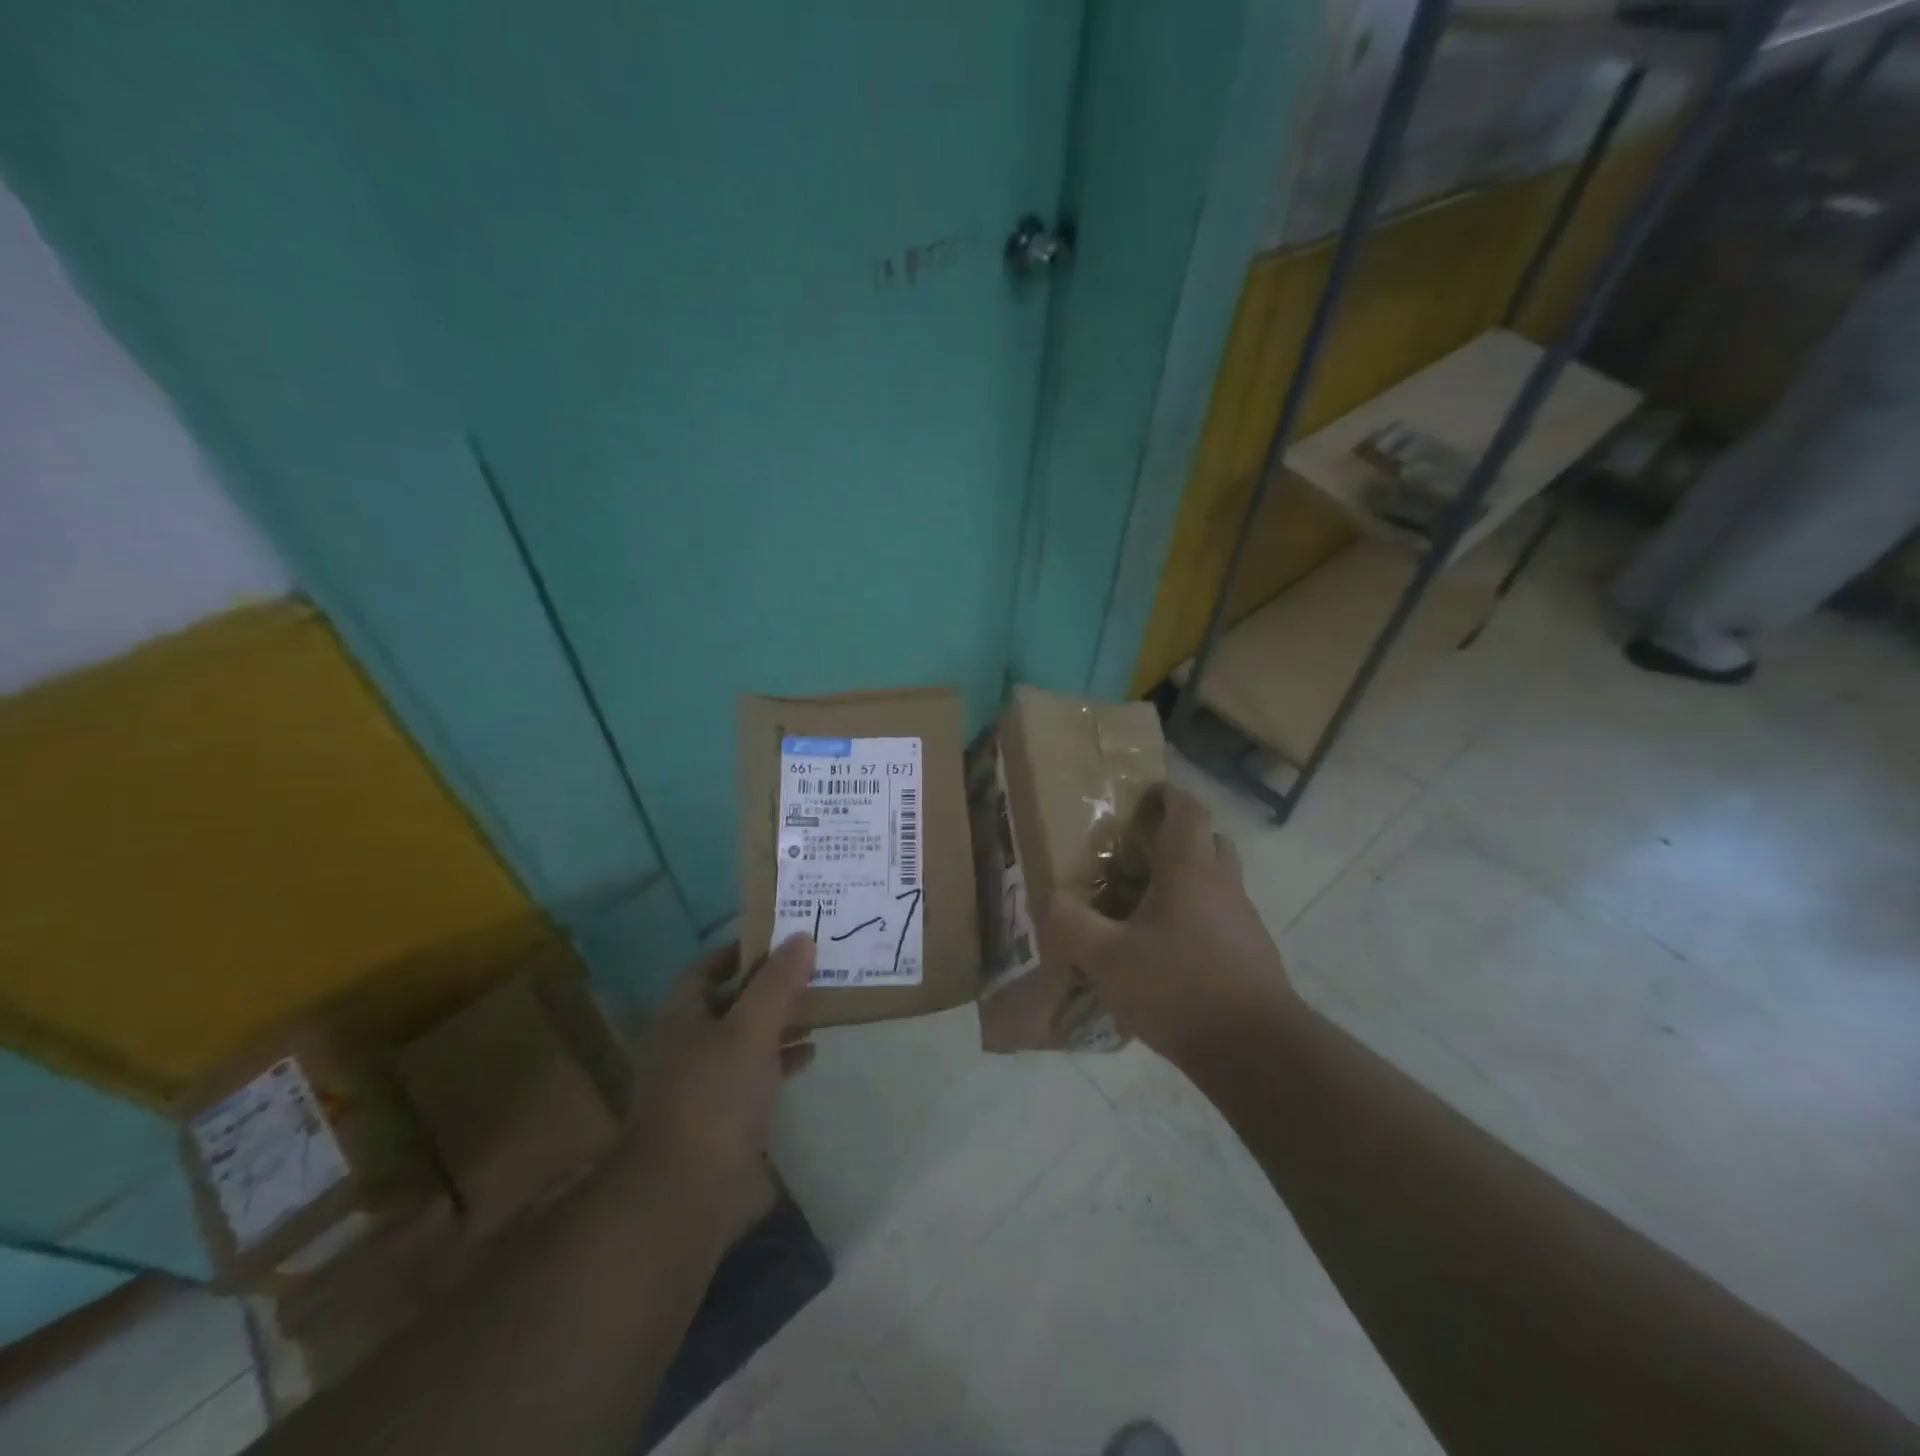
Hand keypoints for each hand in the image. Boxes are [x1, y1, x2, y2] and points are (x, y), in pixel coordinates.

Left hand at [626, 935, 816, 1243]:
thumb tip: (802, 938)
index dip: (744, 950)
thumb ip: (778, 982)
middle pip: (732, 1000)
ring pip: (745, 1037)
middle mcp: (688, 1042)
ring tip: (821, 1007)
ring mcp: (703, 1082)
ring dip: (779, 1022)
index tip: (785, 941)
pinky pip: (754, 1073)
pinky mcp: (721, 1116)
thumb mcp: (751, 1028)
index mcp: (683, 1014)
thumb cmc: (715, 1095)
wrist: (685, 1193)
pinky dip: (780, 1059)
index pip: (710, 966)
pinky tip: (809, 1056)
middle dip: (771, 986)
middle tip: (814, 970)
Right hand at [1046, 786, 1297, 1066]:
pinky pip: (1223, 919)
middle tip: (1139, 853)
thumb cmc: (1179, 987)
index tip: (1143, 797)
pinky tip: (1168, 953)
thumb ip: (1069, 925)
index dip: (1168, 795)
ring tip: (1146, 905)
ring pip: (1218, 882)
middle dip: (1179, 837)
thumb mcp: (1106, 958)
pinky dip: (1198, 919)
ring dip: (1189, 881)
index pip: (1189, 810)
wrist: (1255, 1051)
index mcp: (1190, 869)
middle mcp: (1223, 885)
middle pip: (1210, 841)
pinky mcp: (1253, 956)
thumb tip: (1045, 900)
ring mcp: (1244, 921)